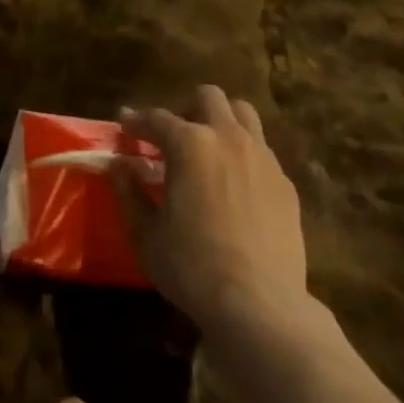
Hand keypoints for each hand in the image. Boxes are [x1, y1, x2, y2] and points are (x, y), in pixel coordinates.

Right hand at [111, 87, 308, 337]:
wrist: (260, 304)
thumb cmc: (192, 267)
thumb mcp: (147, 234)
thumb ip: (129, 193)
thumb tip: (119, 166)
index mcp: (190, 144)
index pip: (156, 118)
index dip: (137, 121)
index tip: (125, 125)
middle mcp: (228, 137)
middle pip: (208, 97)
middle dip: (186, 108)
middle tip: (174, 137)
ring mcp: (262, 156)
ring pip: (243, 113)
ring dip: (222, 121)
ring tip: (210, 150)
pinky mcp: (284, 181)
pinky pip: (262, 150)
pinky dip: (244, 154)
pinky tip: (236, 185)